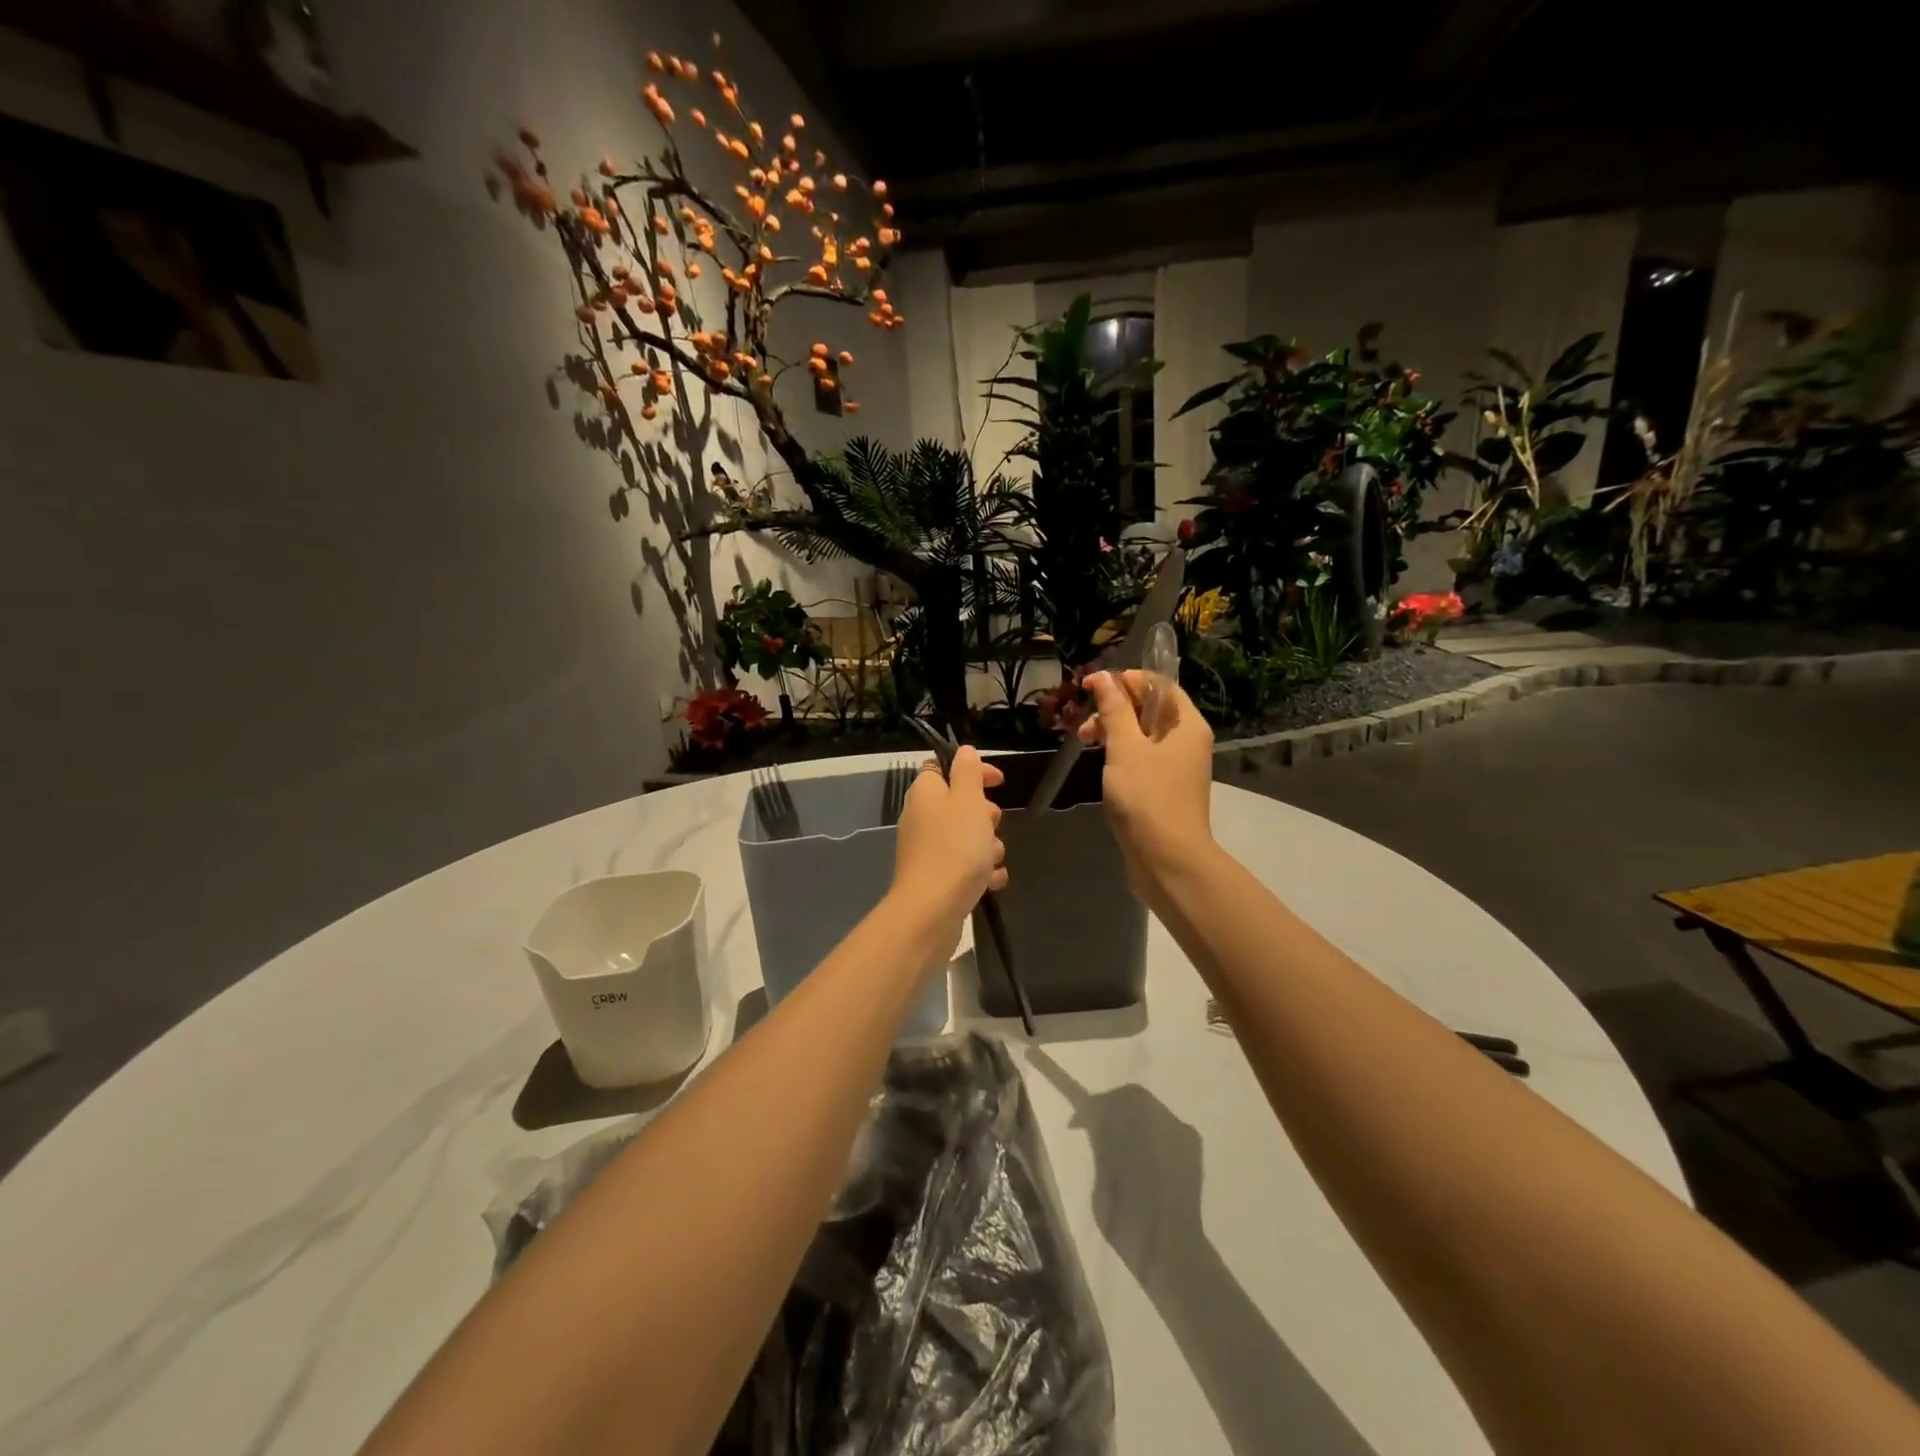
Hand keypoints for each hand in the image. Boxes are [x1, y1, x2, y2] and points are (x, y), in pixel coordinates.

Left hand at [889, 748, 1006, 954]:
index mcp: (926, 793)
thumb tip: (963, 751)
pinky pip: (967, 866)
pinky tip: (991, 882)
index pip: (944, 767)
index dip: (973, 770)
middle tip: (989, 826)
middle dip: (986, 816)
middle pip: (962, 804)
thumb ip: (968, 772)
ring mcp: (928, 850)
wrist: (931, 910)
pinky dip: (982, 872)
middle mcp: (923, 817)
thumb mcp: (967, 801)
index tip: (998, 781)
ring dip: (988, 847)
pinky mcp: (937, 877)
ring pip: (969, 837)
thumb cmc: (954, 848)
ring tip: (990, 860)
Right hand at [1076, 670, 1214, 894]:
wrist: (1168, 859)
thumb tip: (1104, 677)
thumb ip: (1114, 710)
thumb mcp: (1125, 747)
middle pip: (1150, 709)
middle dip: (1115, 707)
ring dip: (1113, 730)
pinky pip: (1141, 758)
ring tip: (1084, 740)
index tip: (1093, 686)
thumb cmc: (1147, 796)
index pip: (1159, 684)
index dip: (1127, 680)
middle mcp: (1187, 741)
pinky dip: (1120, 753)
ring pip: (1142, 735)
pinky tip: (1099, 762)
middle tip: (1084, 720)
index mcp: (1186, 724)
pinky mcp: (1164, 789)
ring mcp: (1176, 767)